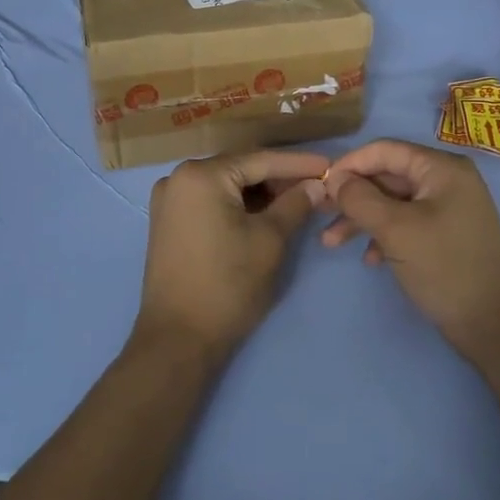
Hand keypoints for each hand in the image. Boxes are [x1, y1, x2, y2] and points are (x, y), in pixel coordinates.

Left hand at [136, 150, 328, 356]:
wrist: (178, 340)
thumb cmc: (228, 285)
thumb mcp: (270, 240)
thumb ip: (296, 204)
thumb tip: (316, 184)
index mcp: (201, 175)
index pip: (261, 160)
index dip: (299, 163)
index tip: (330, 165)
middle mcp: (179, 178)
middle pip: (241, 169)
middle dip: (280, 178)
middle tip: (317, 186)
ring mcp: (169, 201)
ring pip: (226, 185)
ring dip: (260, 193)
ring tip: (297, 201)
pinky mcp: (168, 222)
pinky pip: (211, 201)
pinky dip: (239, 205)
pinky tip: (265, 214)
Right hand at [321, 140, 499, 361]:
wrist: (491, 323)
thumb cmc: (443, 267)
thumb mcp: (395, 230)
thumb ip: (360, 199)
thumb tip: (335, 180)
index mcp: (442, 168)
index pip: (385, 150)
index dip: (350, 164)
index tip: (320, 186)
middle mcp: (448, 180)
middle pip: (388, 176)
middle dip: (353, 197)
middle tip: (320, 215)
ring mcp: (449, 207)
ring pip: (394, 202)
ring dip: (362, 220)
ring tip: (332, 244)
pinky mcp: (446, 233)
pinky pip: (407, 222)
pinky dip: (384, 235)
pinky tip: (370, 260)